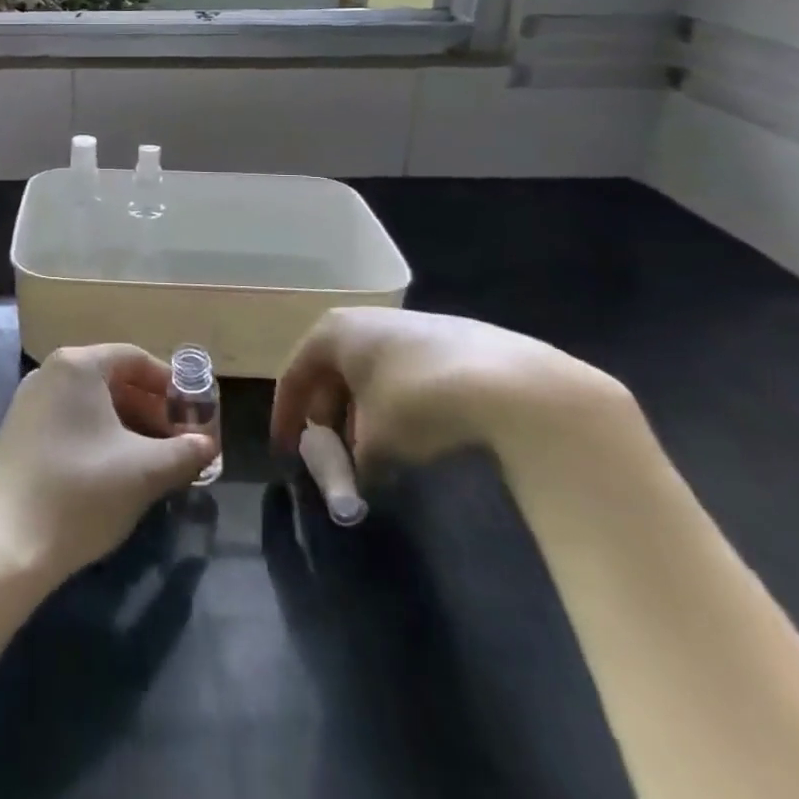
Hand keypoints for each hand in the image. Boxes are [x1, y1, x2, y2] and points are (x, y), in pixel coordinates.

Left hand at [0, 345, 216, 583]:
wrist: (7, 544)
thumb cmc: (82, 492)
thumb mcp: (145, 472)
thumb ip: (185, 453)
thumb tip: (207, 445)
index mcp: (77, 365)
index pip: (135, 358)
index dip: (169, 385)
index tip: (193, 415)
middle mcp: (50, 372)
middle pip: (112, 378)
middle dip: (150, 408)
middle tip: (178, 442)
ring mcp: (29, 401)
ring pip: (91, 402)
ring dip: (126, 425)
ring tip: (153, 461)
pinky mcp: (18, 431)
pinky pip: (69, 419)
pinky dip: (98, 435)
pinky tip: (115, 471)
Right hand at [270, 307, 629, 474]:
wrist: (513, 386)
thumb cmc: (417, 403)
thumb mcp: (374, 442)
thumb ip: (353, 462)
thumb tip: (358, 479)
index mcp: (334, 331)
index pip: (295, 374)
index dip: (287, 417)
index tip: (286, 454)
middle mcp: (366, 320)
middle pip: (333, 373)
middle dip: (330, 418)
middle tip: (335, 460)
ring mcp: (412, 327)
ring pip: (371, 375)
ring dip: (365, 416)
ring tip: (377, 456)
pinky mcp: (453, 342)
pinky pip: (406, 377)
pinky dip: (398, 407)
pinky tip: (417, 440)